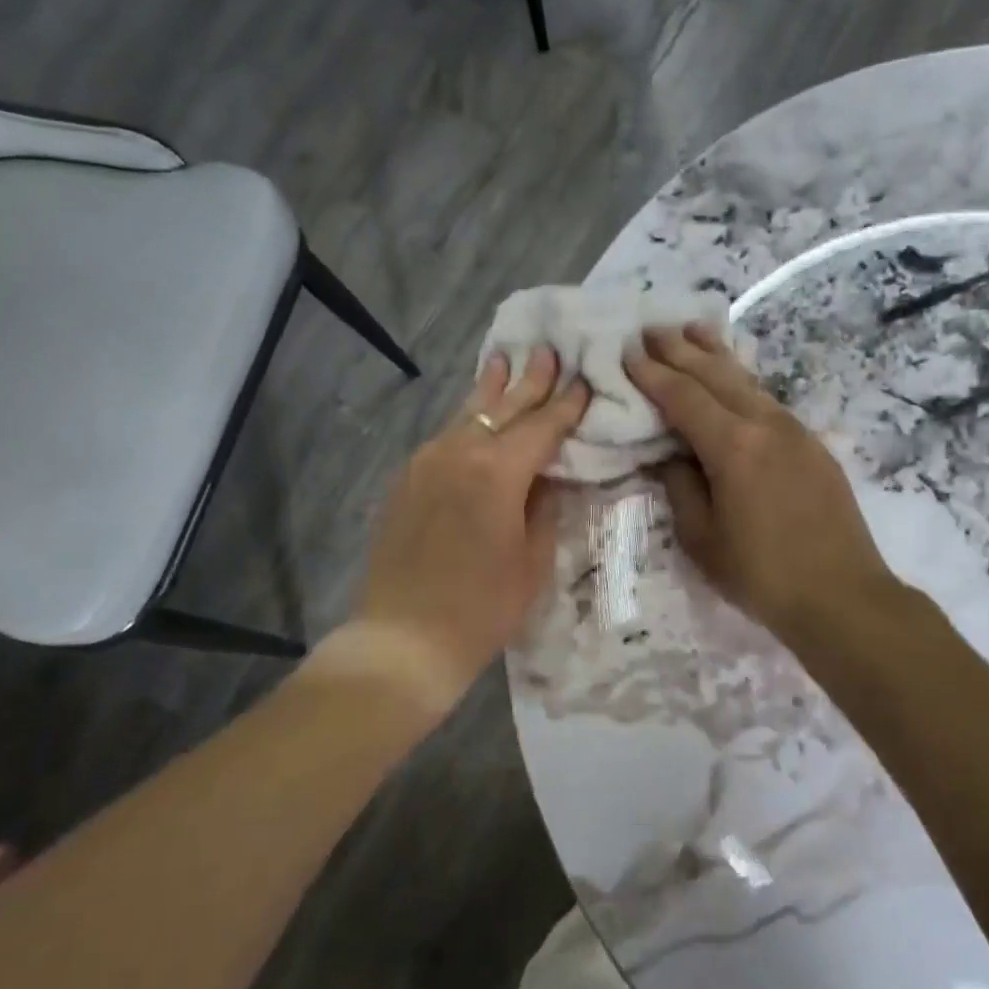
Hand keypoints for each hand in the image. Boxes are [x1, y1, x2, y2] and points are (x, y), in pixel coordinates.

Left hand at [353, 348, 588, 692]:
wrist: (404, 637)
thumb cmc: (482, 607)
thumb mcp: (533, 559)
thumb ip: (543, 506)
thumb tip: (545, 477)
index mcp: (498, 471)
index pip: (542, 426)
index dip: (566, 404)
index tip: (584, 380)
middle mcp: (459, 453)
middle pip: (503, 408)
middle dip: (530, 380)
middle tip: (549, 351)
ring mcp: (426, 462)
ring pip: (467, 415)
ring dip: (491, 390)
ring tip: (505, 361)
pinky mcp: (406, 479)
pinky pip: (445, 437)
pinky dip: (466, 420)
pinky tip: (473, 415)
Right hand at [624, 325, 896, 643]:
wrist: (842, 595)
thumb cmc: (762, 574)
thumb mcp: (702, 538)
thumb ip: (681, 487)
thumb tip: (671, 455)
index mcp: (733, 446)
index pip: (683, 396)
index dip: (652, 373)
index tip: (628, 351)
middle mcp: (765, 424)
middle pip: (716, 375)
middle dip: (680, 350)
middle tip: (651, 328)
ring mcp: (795, 431)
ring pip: (747, 380)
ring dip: (715, 355)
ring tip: (692, 330)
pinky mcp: (813, 445)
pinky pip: (767, 399)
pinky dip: (742, 380)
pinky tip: (735, 377)